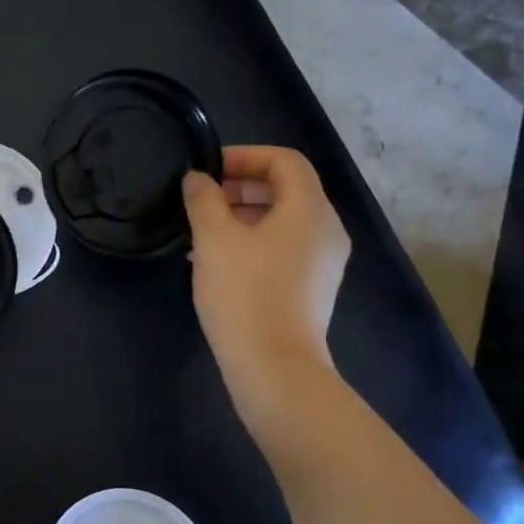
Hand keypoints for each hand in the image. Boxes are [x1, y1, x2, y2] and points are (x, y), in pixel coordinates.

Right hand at [182, 146, 350, 430]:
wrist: (274, 367)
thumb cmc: (245, 293)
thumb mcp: (214, 239)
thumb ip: (203, 199)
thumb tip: (197, 179)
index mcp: (310, 209)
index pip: (285, 160)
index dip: (245, 156)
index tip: (207, 170)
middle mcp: (326, 230)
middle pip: (286, 190)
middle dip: (240, 187)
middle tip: (200, 200)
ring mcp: (323, 263)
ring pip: (282, 222)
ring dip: (242, 217)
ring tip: (201, 233)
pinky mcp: (311, 289)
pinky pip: (283, 249)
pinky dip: (252, 243)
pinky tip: (217, 263)